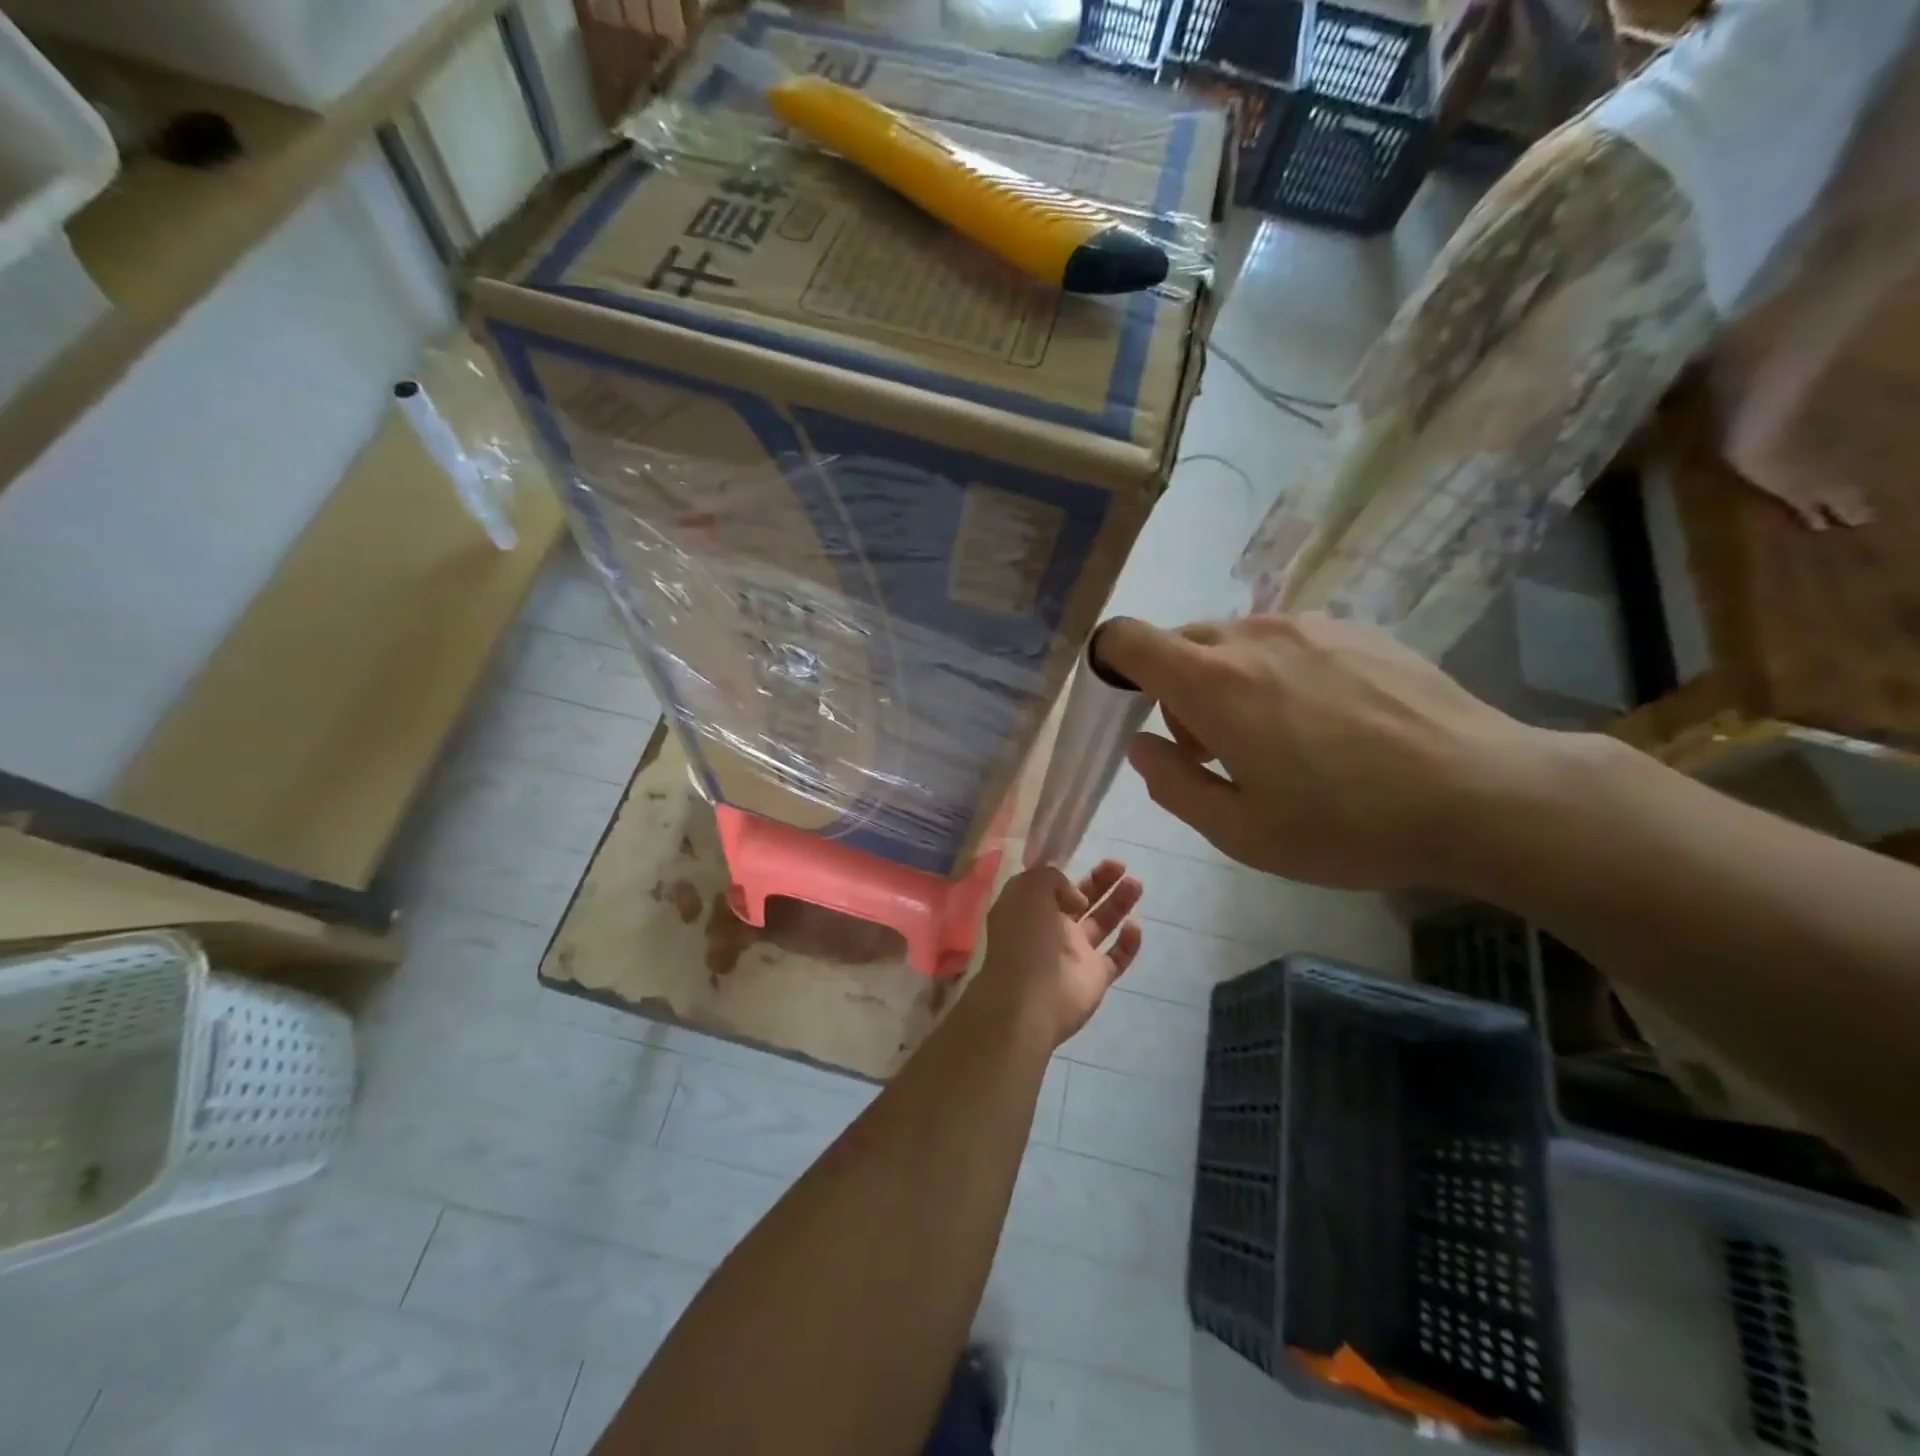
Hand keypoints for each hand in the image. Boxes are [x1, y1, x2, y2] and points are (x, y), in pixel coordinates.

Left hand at [974, 861, 1142, 1046]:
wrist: (1030, 999)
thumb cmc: (1025, 938)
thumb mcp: (1027, 890)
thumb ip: (1052, 879)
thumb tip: (1076, 897)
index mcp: (1029, 909)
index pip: (1050, 886)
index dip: (1067, 873)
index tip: (1083, 859)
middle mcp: (1051, 929)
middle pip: (1081, 900)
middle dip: (1100, 882)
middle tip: (1120, 865)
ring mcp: (1075, 953)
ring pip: (1101, 923)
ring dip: (1119, 903)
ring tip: (1136, 883)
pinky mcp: (1095, 976)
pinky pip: (1117, 956)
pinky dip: (1128, 943)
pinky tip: (1134, 926)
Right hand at [1097, 613, 1558, 891]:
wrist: (1483, 794)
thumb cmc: (1347, 825)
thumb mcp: (1240, 832)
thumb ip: (1172, 783)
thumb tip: (1141, 744)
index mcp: (1212, 683)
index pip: (1127, 639)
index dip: (1110, 663)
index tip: (1127, 704)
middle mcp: (1251, 636)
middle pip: (1179, 642)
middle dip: (1174, 689)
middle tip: (1214, 748)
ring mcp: (1307, 626)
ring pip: (1233, 641)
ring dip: (1227, 681)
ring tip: (1277, 738)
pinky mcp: (1353, 628)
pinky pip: (1284, 640)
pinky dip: (1276, 671)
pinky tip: (1326, 721)